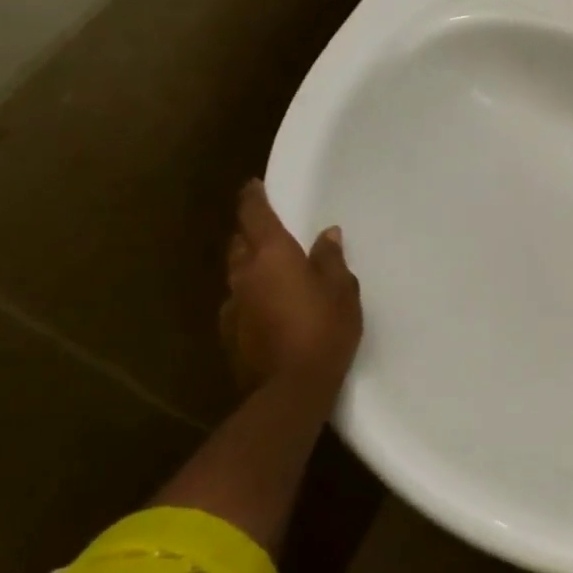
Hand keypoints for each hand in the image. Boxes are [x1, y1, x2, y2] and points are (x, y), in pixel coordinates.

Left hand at [219, 180, 361, 396]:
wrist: (290, 387)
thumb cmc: (324, 329)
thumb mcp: (342, 290)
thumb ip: (331, 259)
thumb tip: (326, 234)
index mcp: (272, 255)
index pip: (255, 216)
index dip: (253, 198)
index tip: (253, 185)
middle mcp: (244, 274)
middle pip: (239, 243)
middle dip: (251, 233)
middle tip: (270, 231)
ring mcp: (233, 305)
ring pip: (237, 273)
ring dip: (250, 266)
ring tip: (272, 271)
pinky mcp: (230, 333)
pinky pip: (239, 302)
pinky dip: (251, 295)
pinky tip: (268, 308)